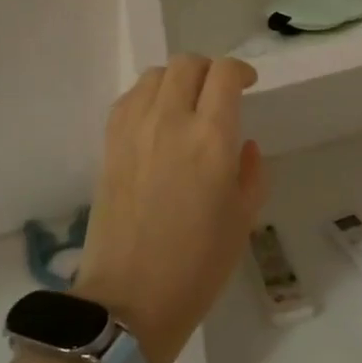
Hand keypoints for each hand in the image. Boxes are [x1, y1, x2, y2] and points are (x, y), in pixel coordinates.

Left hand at [75, 55, 267, 362]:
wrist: (131, 298)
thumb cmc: (199, 264)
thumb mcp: (244, 218)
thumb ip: (252, 172)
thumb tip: (243, 145)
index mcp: (211, 138)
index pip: (225, 74)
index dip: (241, 71)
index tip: (249, 84)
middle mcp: (170, 121)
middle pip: (187, 64)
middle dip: (210, 70)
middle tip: (220, 93)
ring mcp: (133, 131)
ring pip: (155, 75)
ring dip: (177, 79)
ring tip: (187, 104)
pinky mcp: (109, 145)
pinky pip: (128, 99)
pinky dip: (148, 96)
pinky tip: (157, 119)